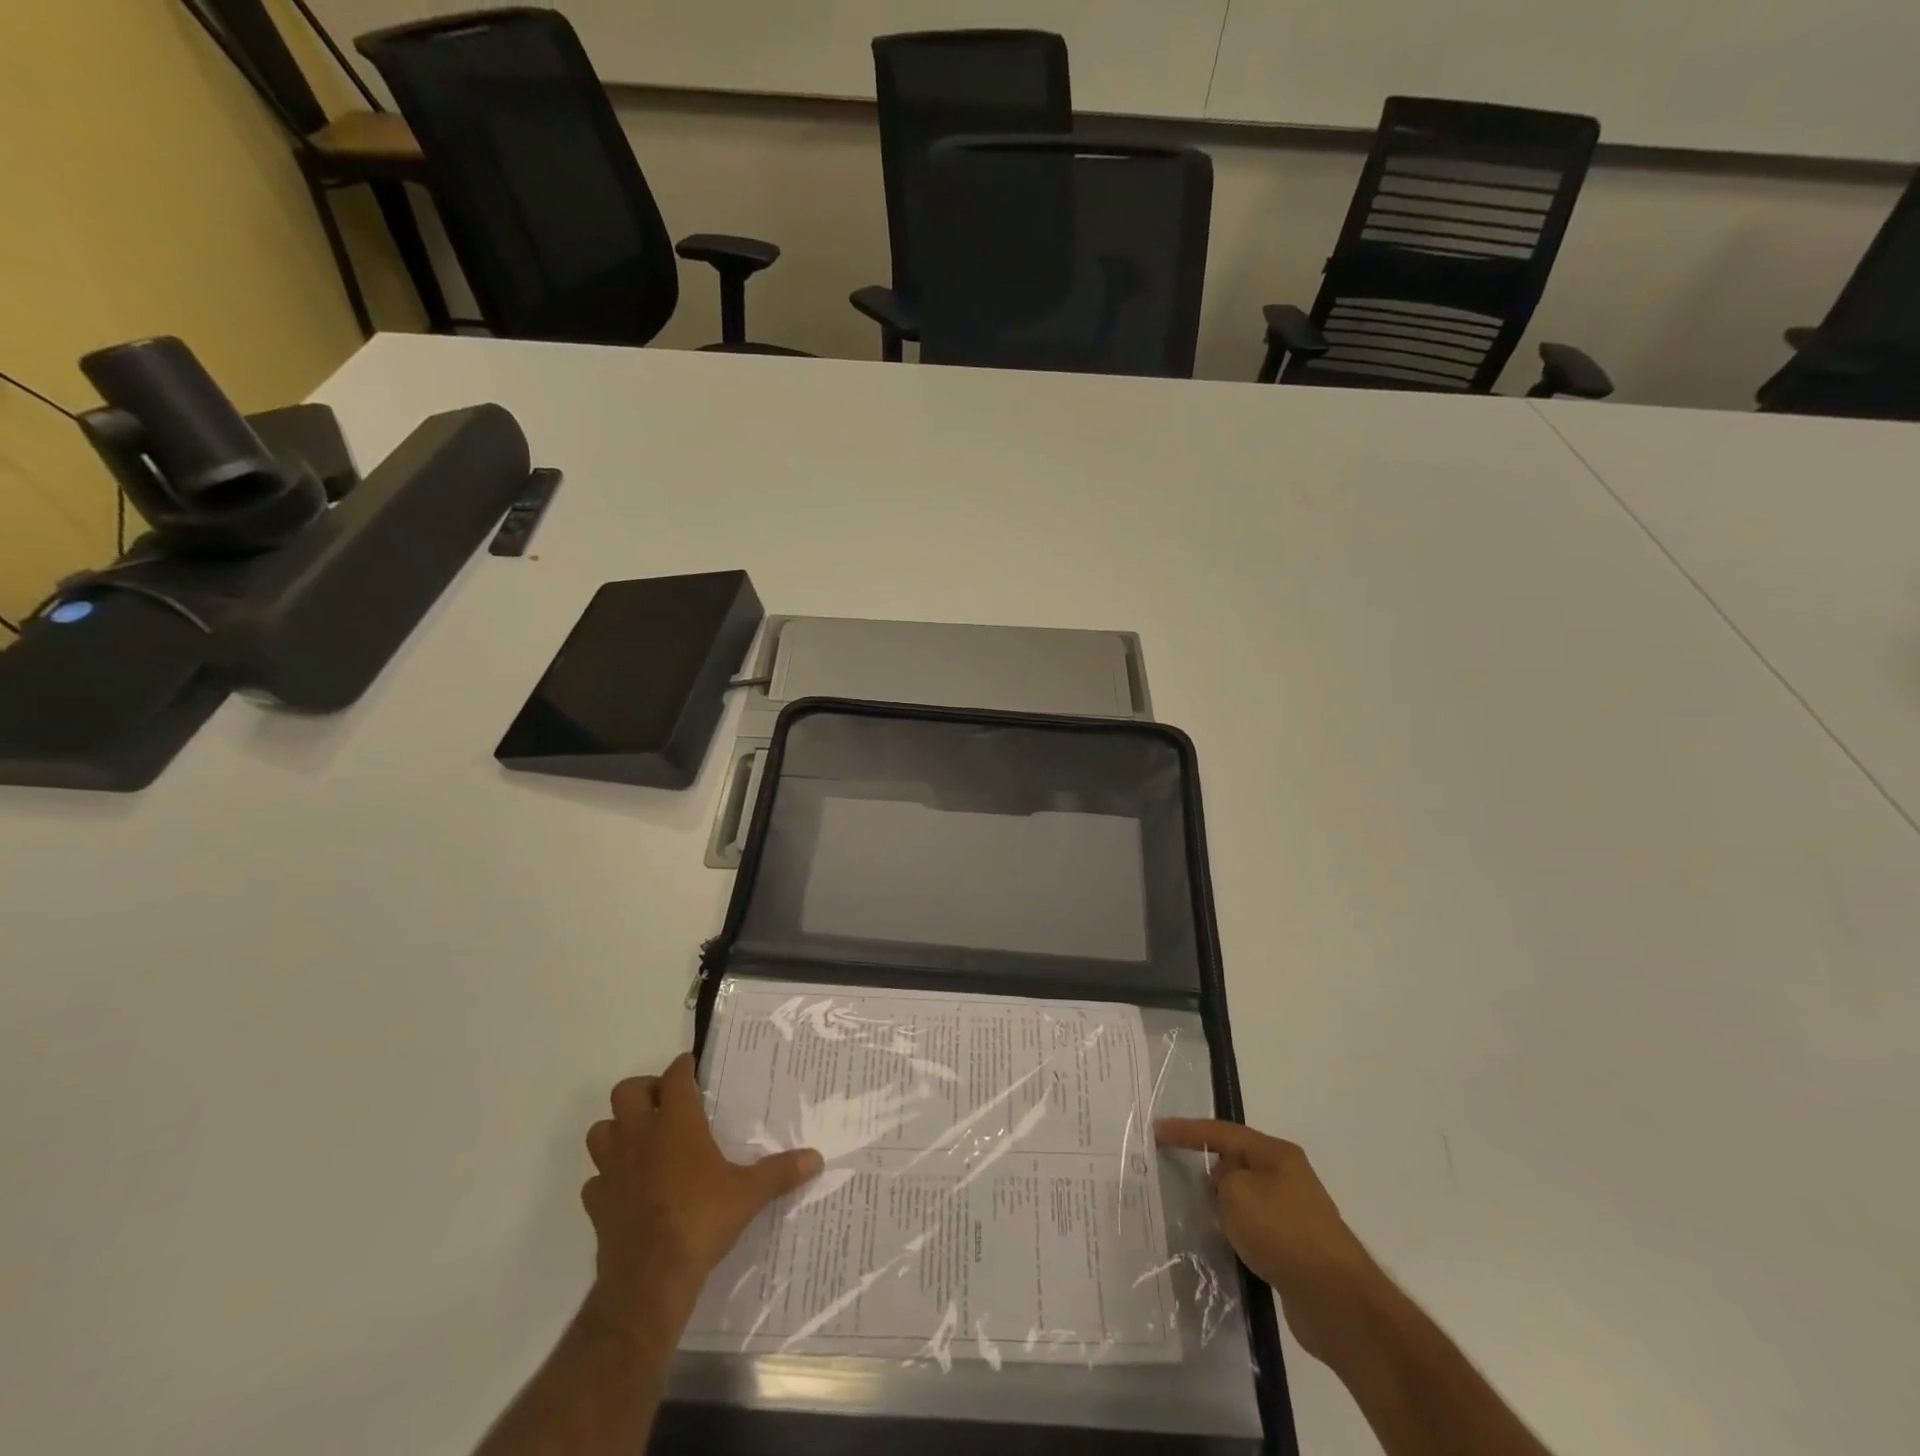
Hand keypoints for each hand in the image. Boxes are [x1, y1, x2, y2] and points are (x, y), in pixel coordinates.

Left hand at [582, 1053, 820, 1329]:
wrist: (649, 1281)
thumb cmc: (701, 1221)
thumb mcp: (748, 1194)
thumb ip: (780, 1172)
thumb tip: (816, 1158)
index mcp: (676, 1123)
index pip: (674, 1077)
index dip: (682, 1068)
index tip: (691, 1067)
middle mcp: (640, 1137)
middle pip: (626, 1091)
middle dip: (643, 1090)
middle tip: (665, 1103)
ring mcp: (612, 1169)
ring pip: (601, 1131)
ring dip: (617, 1129)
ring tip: (641, 1139)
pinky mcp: (597, 1204)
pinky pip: (595, 1179)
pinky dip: (607, 1177)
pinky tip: (626, 1187)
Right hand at [1155, 1118, 1378, 1358]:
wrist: (1336, 1301)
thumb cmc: (1283, 1232)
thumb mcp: (1237, 1193)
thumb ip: (1221, 1181)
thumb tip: (1226, 1189)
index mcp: (1276, 1154)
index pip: (1222, 1132)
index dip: (1187, 1130)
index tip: (1157, 1131)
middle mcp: (1287, 1177)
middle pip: (1236, 1162)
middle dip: (1207, 1168)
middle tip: (1175, 1176)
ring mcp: (1295, 1214)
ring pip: (1245, 1198)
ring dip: (1223, 1205)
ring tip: (1194, 1214)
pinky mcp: (1296, 1249)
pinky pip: (1255, 1229)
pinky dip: (1237, 1232)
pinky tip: (1224, 1245)